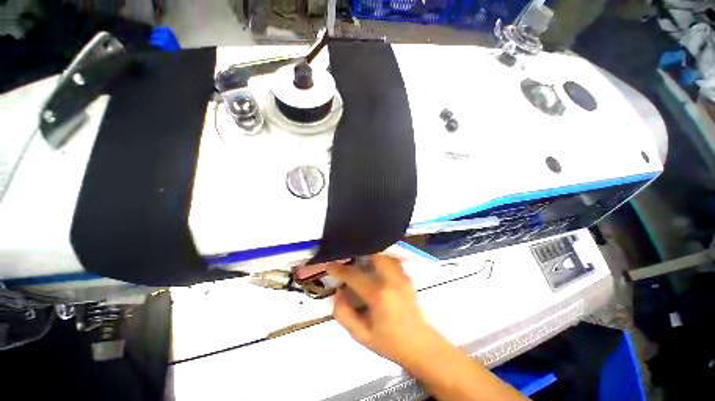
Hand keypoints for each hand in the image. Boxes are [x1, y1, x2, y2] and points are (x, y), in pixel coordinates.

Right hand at [328, 255, 442, 366]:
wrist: (421, 347)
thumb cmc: (390, 343)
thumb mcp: (361, 335)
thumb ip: (344, 314)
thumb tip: (339, 292)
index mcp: (379, 296)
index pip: (355, 275)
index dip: (339, 269)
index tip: (330, 264)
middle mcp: (392, 280)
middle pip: (374, 255)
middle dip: (359, 252)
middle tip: (349, 258)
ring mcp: (402, 277)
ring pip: (385, 255)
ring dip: (371, 254)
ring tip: (361, 260)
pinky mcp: (408, 278)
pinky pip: (392, 261)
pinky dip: (382, 259)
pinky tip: (376, 267)